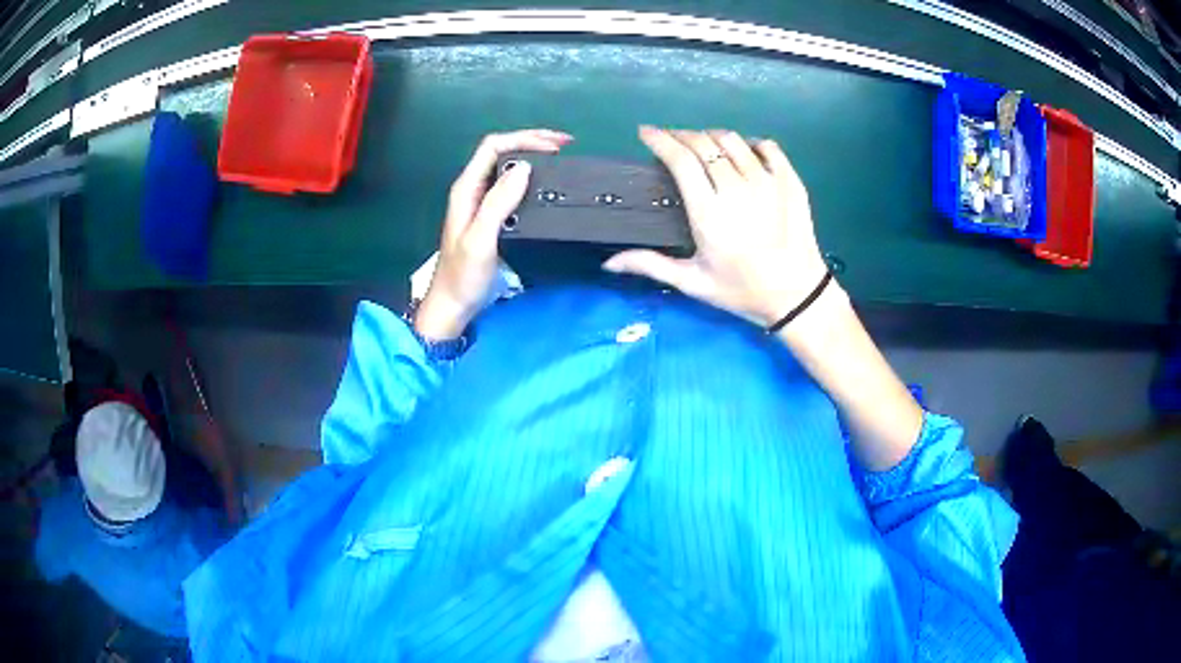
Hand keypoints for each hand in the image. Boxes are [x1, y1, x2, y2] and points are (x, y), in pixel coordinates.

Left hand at [415, 129, 572, 339]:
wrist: (454, 304)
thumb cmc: (463, 275)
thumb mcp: (481, 238)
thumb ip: (498, 202)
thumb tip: (525, 168)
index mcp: (467, 188)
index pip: (494, 146)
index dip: (524, 139)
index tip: (555, 147)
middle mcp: (474, 189)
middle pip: (502, 150)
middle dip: (533, 141)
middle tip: (565, 144)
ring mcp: (482, 201)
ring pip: (508, 166)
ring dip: (534, 156)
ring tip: (561, 158)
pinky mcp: (491, 215)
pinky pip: (512, 186)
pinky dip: (531, 177)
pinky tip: (545, 183)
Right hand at [603, 127, 832, 326]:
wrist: (797, 296)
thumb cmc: (742, 291)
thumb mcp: (693, 283)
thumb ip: (651, 264)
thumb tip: (608, 263)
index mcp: (709, 213)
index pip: (680, 160)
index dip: (660, 139)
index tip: (646, 132)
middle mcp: (737, 189)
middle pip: (703, 143)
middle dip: (681, 135)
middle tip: (672, 140)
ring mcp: (767, 182)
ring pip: (732, 140)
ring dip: (712, 136)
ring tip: (704, 146)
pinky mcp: (790, 181)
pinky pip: (767, 146)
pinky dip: (750, 143)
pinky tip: (742, 153)